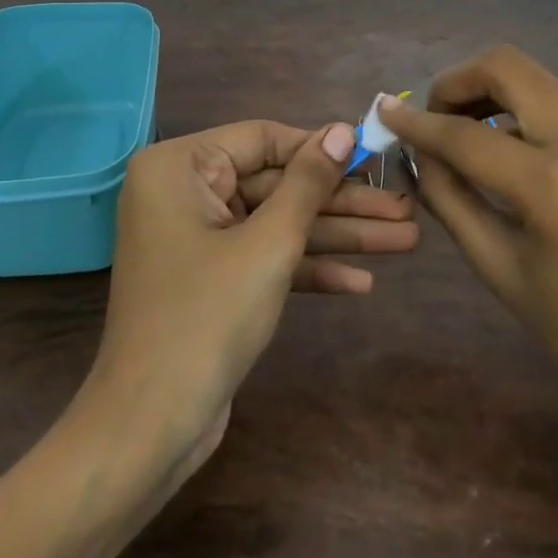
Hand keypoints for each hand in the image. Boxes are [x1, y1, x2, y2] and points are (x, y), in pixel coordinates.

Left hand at [81, 120, 414, 481]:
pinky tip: (362, 282)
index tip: (375, 157)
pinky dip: (307, 268)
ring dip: (337, 237)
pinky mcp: (211, 278)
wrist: (151, 427)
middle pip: (276, 185)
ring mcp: (197, 238)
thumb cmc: (207, 318)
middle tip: (404, 210)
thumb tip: (341, 129)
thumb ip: (308, 183)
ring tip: (406, 241)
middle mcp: (183, 192)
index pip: (263, 139)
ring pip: (276, 223)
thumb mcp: (269, 244)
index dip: (322, 149)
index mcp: (178, 167)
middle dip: (341, 203)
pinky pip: (263, 257)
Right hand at [379, 47, 557, 446]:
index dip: (419, 123)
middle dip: (457, 83)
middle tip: (434, 118)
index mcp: (557, 188)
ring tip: (464, 136)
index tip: (385, 113)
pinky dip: (521, 114)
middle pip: (508, 68)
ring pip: (535, 80)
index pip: (468, 136)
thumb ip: (449, 197)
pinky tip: (507, 151)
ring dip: (490, 95)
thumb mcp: (497, 265)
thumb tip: (414, 151)